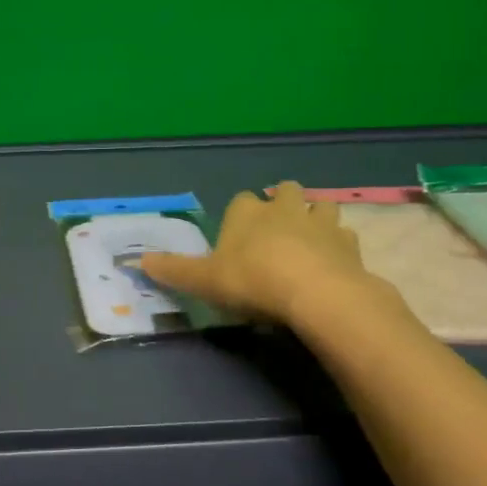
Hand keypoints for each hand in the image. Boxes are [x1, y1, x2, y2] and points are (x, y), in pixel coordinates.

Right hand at [140, 181, 378, 324]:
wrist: (315, 294)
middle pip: (285, 191)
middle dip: (282, 203)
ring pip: (320, 206)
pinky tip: (333, 263)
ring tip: (309, 240)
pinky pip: (345, 236)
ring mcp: (321, 223)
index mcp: (247, 212)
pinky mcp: (349, 244)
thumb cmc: (252, 281)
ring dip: (315, 217)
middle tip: (276, 230)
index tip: (237, 235)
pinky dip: (339, 245)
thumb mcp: (204, 280)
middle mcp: (284, 208)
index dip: (240, 215)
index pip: (241, 200)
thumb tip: (137, 261)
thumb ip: (173, 270)